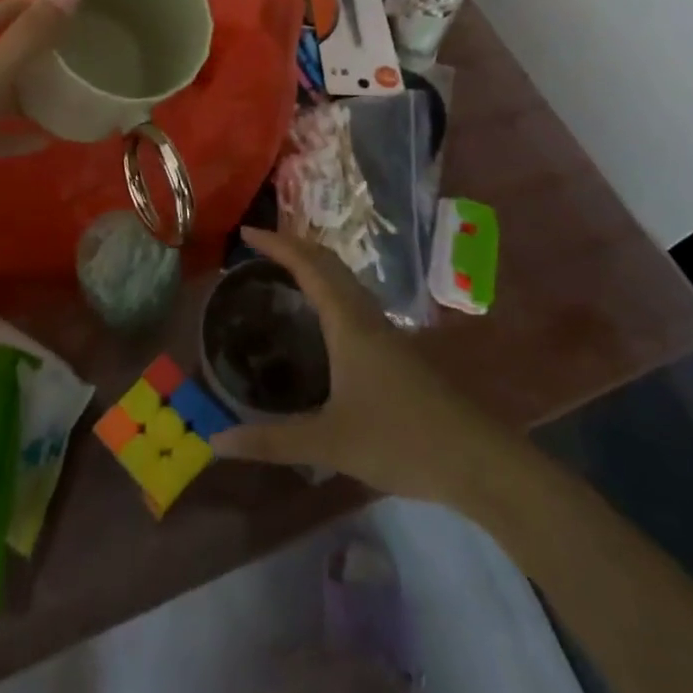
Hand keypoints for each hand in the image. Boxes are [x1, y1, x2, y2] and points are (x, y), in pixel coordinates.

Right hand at [212, 228, 496, 505]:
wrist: (476, 459)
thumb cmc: (401, 440)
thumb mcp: (330, 443)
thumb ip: (271, 441)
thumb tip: (215, 443)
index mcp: (348, 323)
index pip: (308, 266)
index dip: (277, 244)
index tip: (246, 233)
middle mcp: (367, 316)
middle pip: (329, 263)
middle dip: (294, 247)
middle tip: (259, 248)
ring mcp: (387, 332)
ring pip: (346, 281)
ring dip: (315, 267)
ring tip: (284, 274)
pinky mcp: (398, 351)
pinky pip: (355, 301)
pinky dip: (331, 291)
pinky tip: (324, 321)